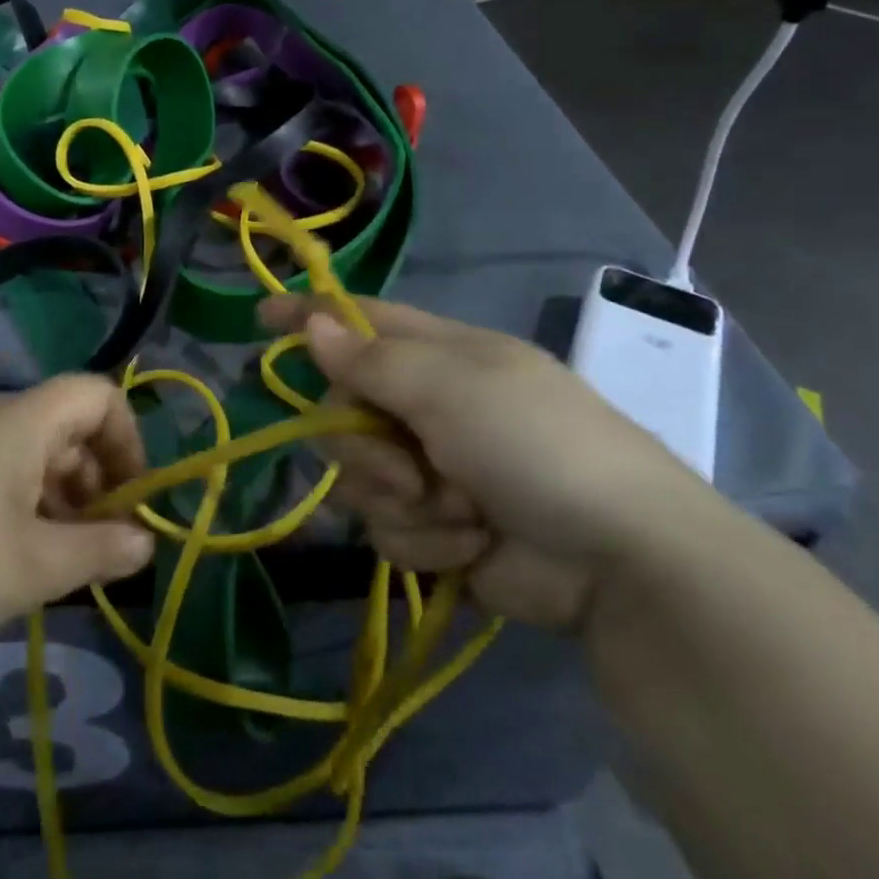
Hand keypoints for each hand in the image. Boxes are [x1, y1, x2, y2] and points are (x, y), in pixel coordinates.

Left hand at [0, 376, 154, 678]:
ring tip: (55, 562)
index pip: (99, 394)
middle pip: (66, 426)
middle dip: (96, 480)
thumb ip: (100, 550)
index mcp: (20, 421)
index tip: (130, 501)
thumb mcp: (33, 568)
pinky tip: (5, 560)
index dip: (129, 440)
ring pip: (29, 453)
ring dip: (59, 498)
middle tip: (98, 544)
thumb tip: (146, 541)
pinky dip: (19, 505)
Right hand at [259, 296, 716, 630]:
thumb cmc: (533, 443)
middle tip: (407, 465)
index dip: (310, 317)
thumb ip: (371, 360)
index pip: (359, 321)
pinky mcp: (438, 529)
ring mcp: (432, 469)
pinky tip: (469, 546)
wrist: (618, 561)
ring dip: (399, 499)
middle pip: (343, 410)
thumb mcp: (450, 387)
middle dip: (363, 445)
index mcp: (439, 355)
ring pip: (358, 476)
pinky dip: (425, 541)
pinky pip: (388, 529)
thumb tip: (312, 323)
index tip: (259, 317)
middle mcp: (429, 406)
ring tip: (454, 510)